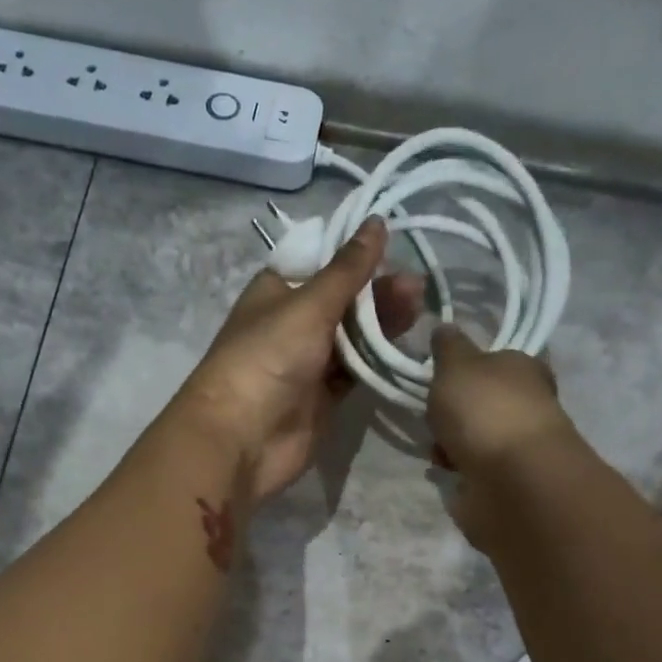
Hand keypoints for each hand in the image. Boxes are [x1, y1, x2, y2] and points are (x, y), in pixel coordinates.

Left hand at [176, 217, 425, 499]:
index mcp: (277, 291)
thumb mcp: (308, 305)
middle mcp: (292, 323)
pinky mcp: (323, 397)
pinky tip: (405, 344)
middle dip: (377, 291)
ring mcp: (308, 363)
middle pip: (342, 300)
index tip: (394, 246)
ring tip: (419, 308)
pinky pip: (356, 371)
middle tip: (417, 288)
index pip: (321, 263)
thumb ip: (347, 270)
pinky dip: (377, 359)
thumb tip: (376, 223)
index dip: (355, 254)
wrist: (242, 439)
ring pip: (353, 336)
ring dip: (383, 323)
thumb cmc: (267, 358)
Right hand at [426, 324, 578, 546]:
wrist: (511, 479)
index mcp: (526, 368)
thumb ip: (448, 347)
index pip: (499, 359)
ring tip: (436, 449)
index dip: (471, 367)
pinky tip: (444, 470)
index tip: (443, 377)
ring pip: (475, 437)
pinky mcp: (507, 481)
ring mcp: (519, 446)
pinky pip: (474, 469)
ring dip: (451, 443)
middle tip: (433, 414)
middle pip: (483, 402)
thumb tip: (445, 328)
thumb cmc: (485, 410)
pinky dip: (457, 469)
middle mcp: (528, 404)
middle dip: (454, 411)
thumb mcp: (457, 365)